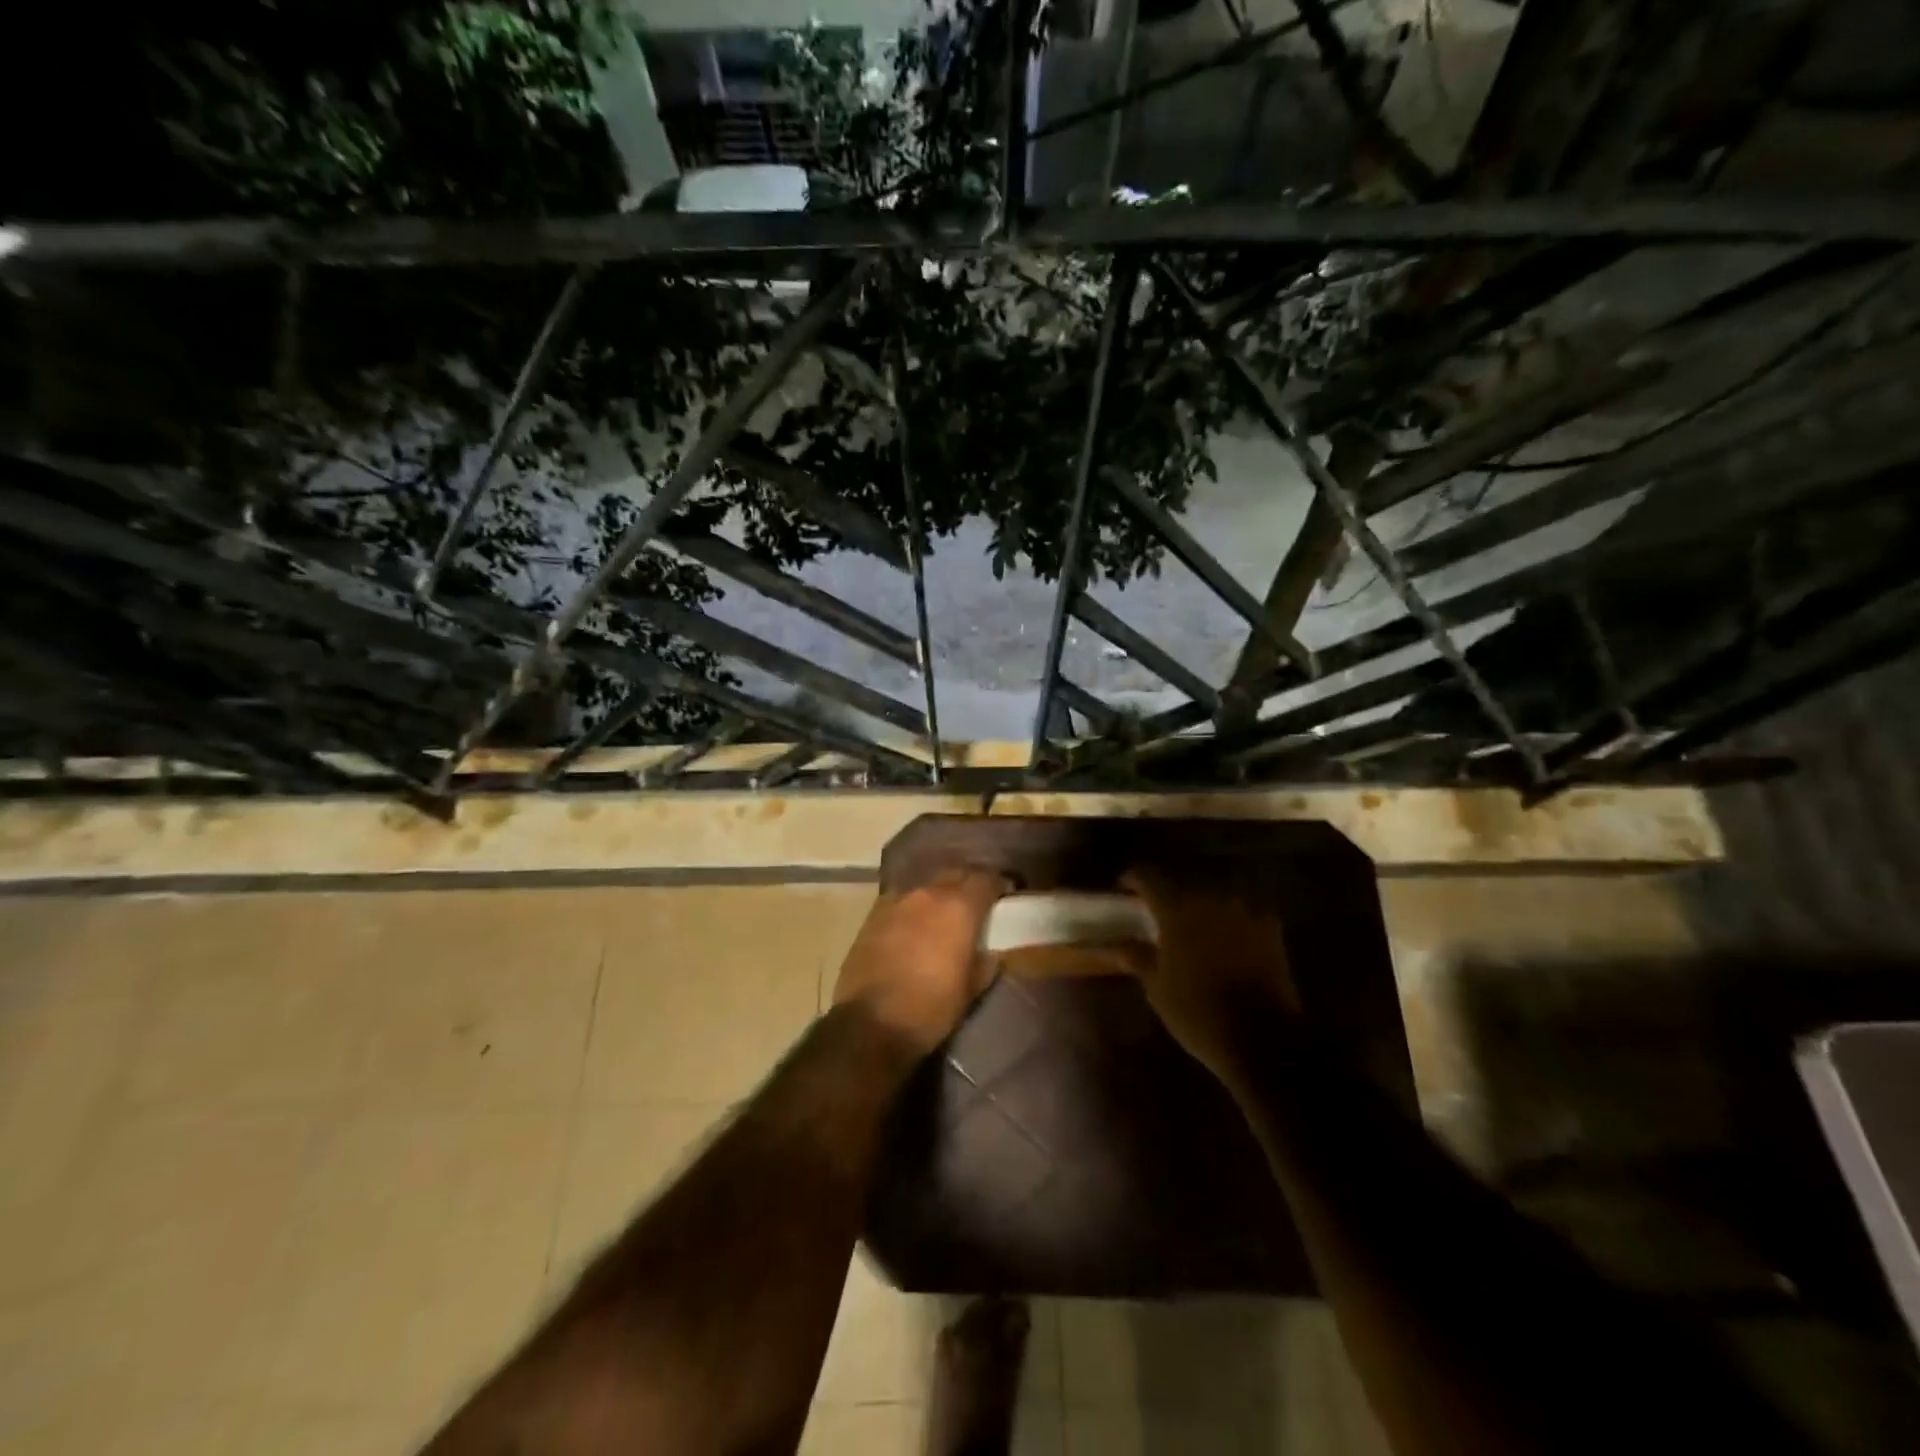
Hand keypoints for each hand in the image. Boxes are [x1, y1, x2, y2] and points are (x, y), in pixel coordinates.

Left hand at [832, 869, 1011, 1054]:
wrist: (870, 1023)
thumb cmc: (930, 1007)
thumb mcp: (970, 989)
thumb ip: (985, 962)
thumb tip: (989, 952)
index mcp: (958, 907)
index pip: (986, 879)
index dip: (999, 885)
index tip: (1006, 895)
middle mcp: (928, 893)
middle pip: (954, 875)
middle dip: (968, 885)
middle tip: (976, 904)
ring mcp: (896, 901)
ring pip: (926, 886)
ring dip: (938, 895)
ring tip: (944, 915)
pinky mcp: (872, 915)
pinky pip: (902, 901)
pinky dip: (914, 908)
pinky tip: (914, 926)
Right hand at [1122, 866, 1298, 1080]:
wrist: (1262, 1037)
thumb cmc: (1198, 1012)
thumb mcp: (1156, 988)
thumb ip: (1137, 956)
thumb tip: (1118, 943)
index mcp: (1176, 908)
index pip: (1147, 877)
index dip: (1132, 880)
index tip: (1124, 891)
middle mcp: (1210, 898)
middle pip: (1182, 885)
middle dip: (1168, 897)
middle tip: (1158, 917)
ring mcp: (1243, 910)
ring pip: (1213, 897)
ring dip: (1200, 908)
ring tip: (1193, 929)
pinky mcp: (1270, 927)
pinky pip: (1242, 913)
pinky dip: (1230, 921)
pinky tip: (1226, 939)